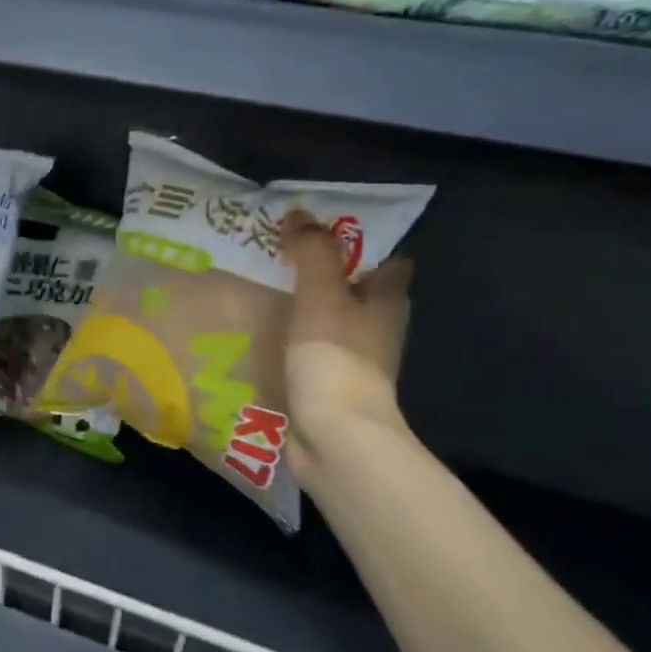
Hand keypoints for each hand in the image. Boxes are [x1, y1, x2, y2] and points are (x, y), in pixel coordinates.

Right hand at [279, 211, 413, 467]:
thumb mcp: (322, 295)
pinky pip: (310, 355)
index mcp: (387, 302)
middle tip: (282, 257)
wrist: (335, 436)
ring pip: (331, 324)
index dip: (363, 245)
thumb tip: (299, 214)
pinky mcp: (328, 388)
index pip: (389, 262)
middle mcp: (377, 330)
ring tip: (263, 293)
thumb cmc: (336, 359)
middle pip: (358, 293)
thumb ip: (313, 253)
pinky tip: (261, 338)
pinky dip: (292, 344)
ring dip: (307, 311)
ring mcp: (354, 363)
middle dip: (328, 276)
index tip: (325, 231)